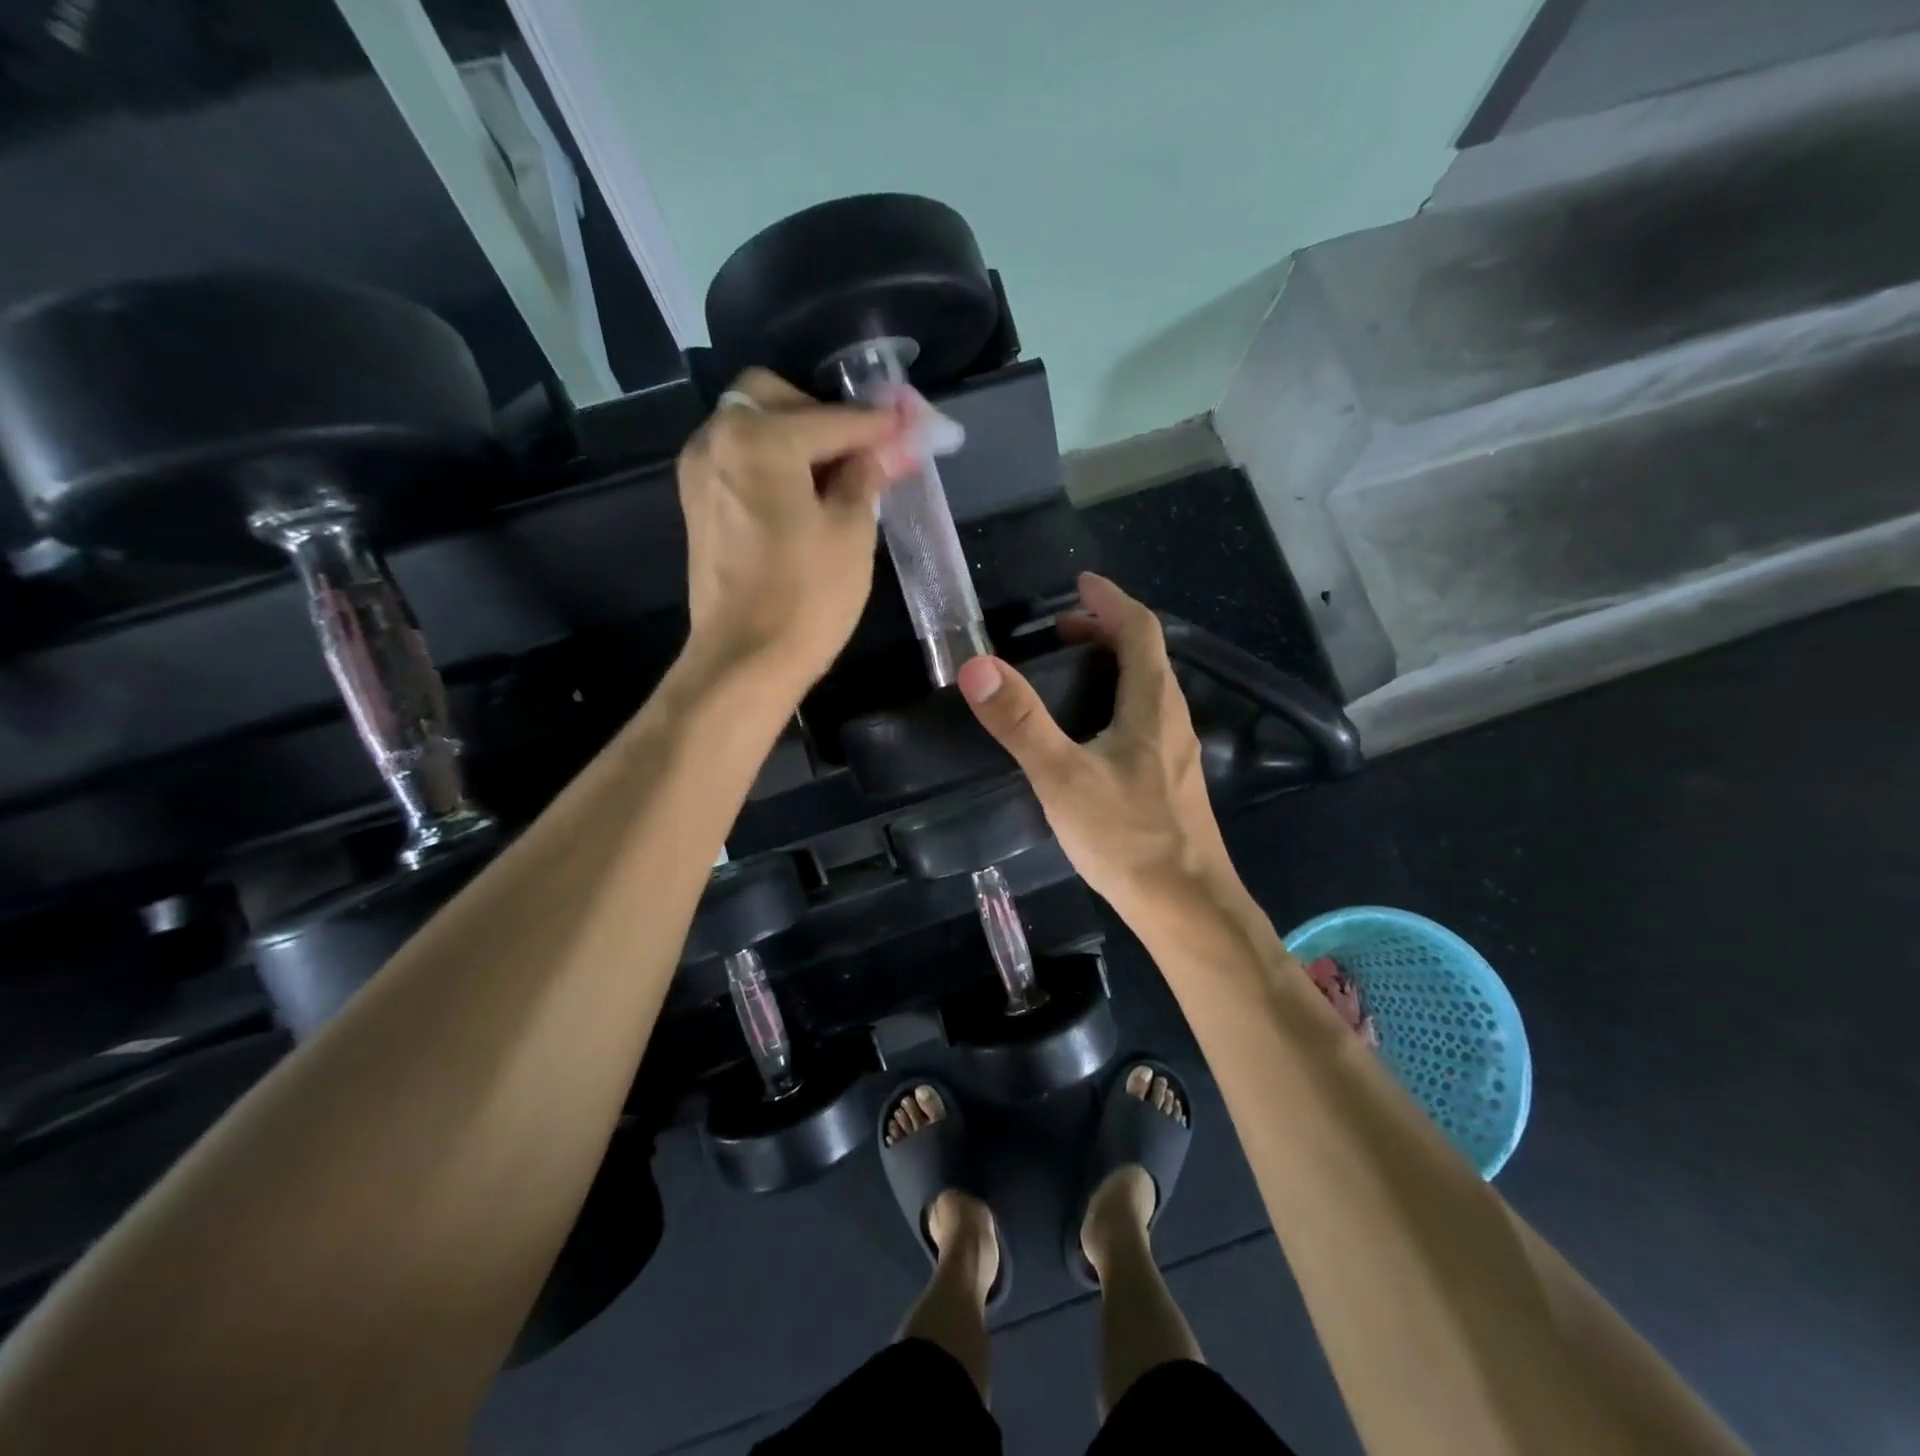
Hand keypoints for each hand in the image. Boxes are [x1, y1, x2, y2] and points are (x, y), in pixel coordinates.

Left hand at [677, 369, 912, 689]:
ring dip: (796, 438)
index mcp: (760, 439)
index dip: (878, 423)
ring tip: (837, 478)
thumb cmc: (807, 598)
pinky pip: (739, 459)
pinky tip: (803, 495)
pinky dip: (772, 463)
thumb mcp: (851, 533)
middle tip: (861, 451)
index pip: (833, 419)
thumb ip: (866, 475)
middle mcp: (717, 439)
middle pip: (774, 398)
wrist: (744, 661)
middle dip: (822, 415)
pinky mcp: (698, 504)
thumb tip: (886, 446)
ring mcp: (700, 471)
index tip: (911, 423)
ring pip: (752, 427)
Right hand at [957, 574, 1237, 924]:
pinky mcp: (1172, 783)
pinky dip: (1116, 705)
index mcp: (1152, 704)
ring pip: (1147, 692)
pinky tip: (1090, 737)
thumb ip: (1020, 723)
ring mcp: (1177, 754)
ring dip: (1111, 670)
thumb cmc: (1127, 837)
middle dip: (1105, 633)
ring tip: (1068, 677)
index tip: (1080, 584)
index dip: (1110, 601)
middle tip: (1060, 634)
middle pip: (1145, 657)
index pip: (1140, 630)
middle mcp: (1172, 720)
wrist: (1187, 906)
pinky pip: (1145, 722)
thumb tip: (977, 667)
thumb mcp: (1062, 777)